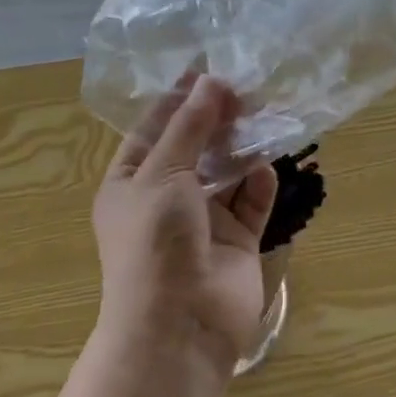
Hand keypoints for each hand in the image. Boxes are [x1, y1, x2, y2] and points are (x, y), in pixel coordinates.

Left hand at [92, 73, 279, 363]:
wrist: (179, 328)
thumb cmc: (155, 240)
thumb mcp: (164, 172)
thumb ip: (190, 125)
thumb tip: (212, 81)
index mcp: (131, 182)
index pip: (154, 128)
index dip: (179, 98)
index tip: (207, 68)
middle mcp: (165, 198)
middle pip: (195, 146)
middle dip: (216, 118)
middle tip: (244, 87)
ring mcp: (202, 222)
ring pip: (226, 171)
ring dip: (241, 146)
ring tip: (263, 113)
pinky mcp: (236, 242)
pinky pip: (250, 203)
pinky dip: (258, 183)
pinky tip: (264, 168)